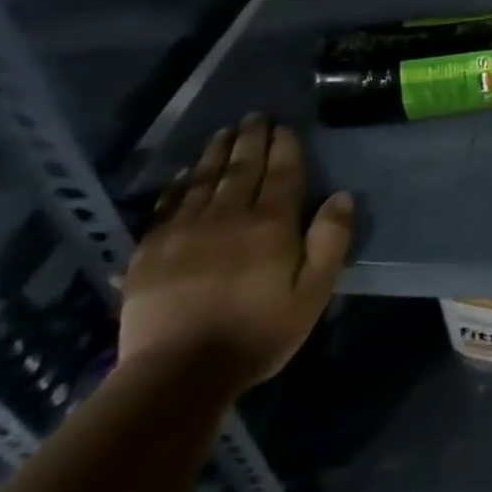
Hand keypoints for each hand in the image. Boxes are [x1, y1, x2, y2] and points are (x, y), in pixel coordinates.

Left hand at [119, 115, 354, 391]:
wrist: (177, 375)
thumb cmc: (257, 332)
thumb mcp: (313, 292)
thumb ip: (330, 241)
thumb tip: (341, 196)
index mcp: (271, 223)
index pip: (282, 172)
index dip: (284, 146)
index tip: (284, 126)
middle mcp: (228, 216)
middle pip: (242, 167)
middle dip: (251, 139)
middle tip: (255, 116)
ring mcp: (185, 232)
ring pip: (204, 179)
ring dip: (217, 153)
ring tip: (224, 132)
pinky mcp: (150, 253)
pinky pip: (168, 206)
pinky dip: (179, 185)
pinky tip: (185, 174)